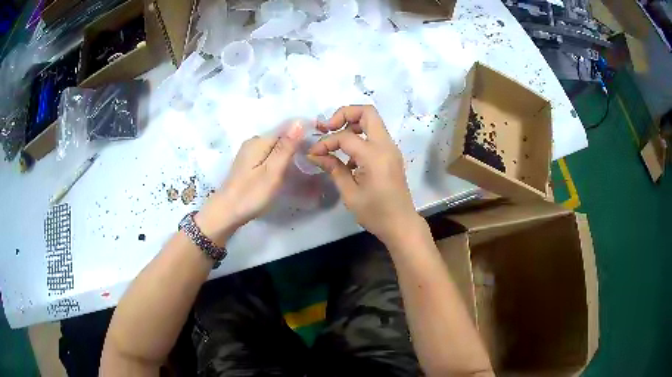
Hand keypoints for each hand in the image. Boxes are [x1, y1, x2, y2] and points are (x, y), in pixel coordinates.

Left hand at [196, 122, 303, 244]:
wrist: (227, 212)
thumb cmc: (251, 193)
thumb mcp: (273, 171)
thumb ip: (286, 147)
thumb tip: (298, 122)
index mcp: (259, 141)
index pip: (287, 128)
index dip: (302, 137)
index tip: (315, 151)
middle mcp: (253, 141)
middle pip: (281, 137)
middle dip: (296, 146)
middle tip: (310, 164)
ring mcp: (249, 152)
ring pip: (275, 147)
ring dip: (288, 155)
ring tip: (301, 169)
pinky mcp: (248, 162)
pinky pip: (268, 155)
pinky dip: (278, 161)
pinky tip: (284, 172)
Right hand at [308, 105, 421, 245]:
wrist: (401, 224)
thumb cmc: (376, 213)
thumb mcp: (350, 193)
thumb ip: (334, 169)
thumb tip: (315, 155)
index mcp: (374, 155)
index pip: (345, 136)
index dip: (326, 142)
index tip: (314, 154)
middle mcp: (385, 145)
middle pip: (367, 112)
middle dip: (344, 115)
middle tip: (327, 128)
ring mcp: (391, 149)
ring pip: (372, 121)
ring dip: (352, 125)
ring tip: (335, 141)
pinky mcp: (391, 155)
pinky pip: (375, 136)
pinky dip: (360, 137)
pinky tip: (348, 158)